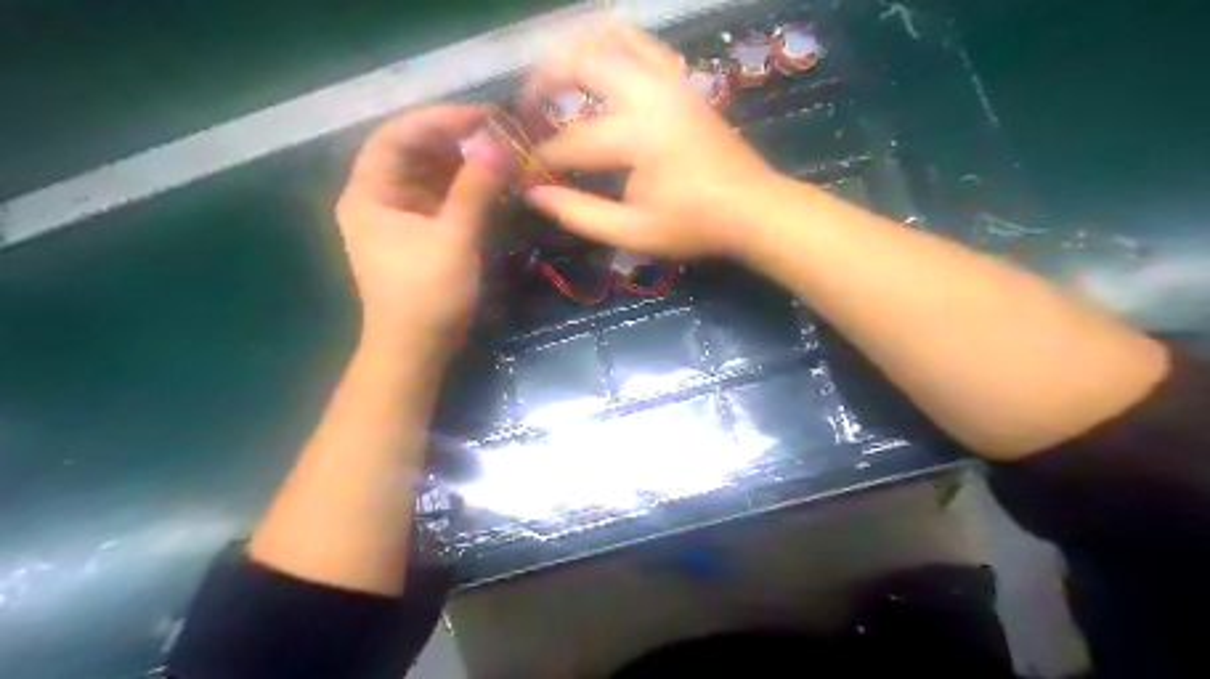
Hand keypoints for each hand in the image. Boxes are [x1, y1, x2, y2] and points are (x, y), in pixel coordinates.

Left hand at [332, 105, 510, 353]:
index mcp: (368, 193)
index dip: (439, 119)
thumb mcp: (453, 239)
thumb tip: (499, 143)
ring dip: (463, 164)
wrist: (416, 351)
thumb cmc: (427, 296)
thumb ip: (475, 188)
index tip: (484, 116)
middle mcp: (378, 198)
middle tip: (500, 135)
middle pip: (413, 152)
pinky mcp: (418, 235)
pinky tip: (492, 184)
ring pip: (430, 175)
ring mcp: (398, 217)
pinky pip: (440, 199)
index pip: (397, 135)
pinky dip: (465, 189)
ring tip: (502, 156)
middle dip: (455, 141)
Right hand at [527, 25, 773, 258]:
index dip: (541, 157)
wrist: (753, 209)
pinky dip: (615, 43)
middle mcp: (650, 94)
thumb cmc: (694, 225)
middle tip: (527, 108)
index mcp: (637, 135)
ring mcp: (669, 81)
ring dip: (575, 52)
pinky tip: (600, 59)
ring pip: (612, 39)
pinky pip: (644, 44)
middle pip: (582, 63)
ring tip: (554, 77)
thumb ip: (579, 213)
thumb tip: (533, 194)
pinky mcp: (682, 81)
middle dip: (544, 82)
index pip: (571, 141)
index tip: (522, 172)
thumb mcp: (633, 231)